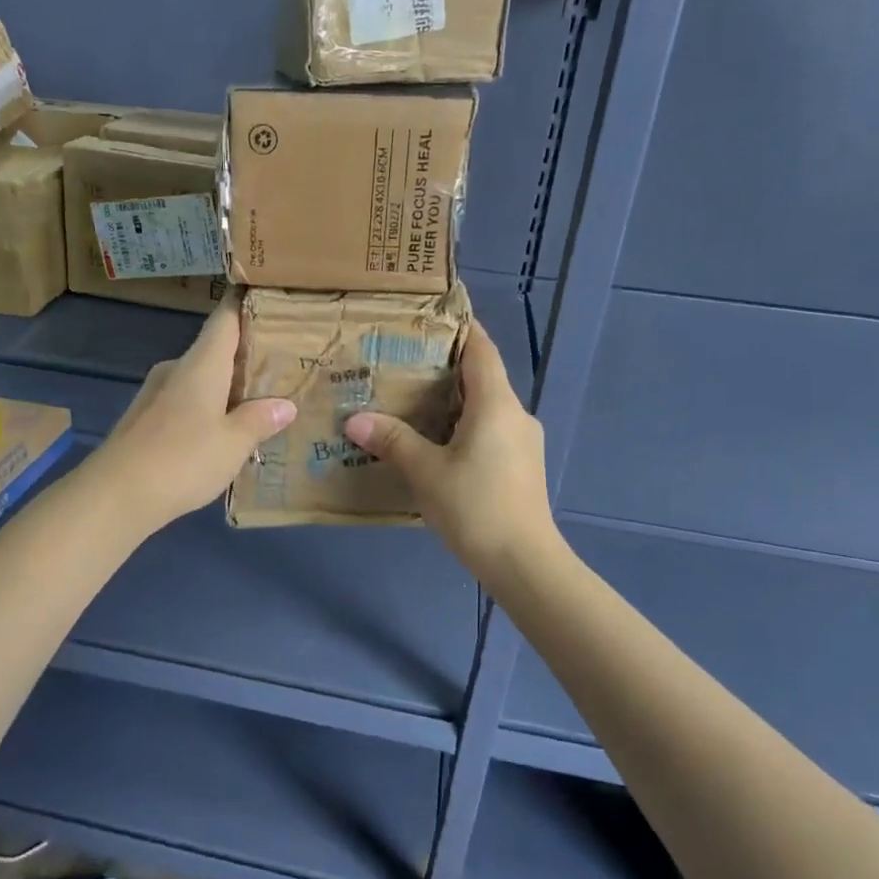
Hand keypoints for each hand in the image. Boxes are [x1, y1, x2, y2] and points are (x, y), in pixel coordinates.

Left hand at [88, 298, 295, 534]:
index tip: (267, 296)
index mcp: (201, 364)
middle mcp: (176, 369)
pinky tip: (221, 432)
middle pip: (213, 350)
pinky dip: (206, 408)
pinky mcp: (144, 418)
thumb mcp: (233, 444)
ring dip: (225, 387)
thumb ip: (260, 420)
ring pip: (198, 379)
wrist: (115, 494)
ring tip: (257, 404)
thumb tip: (285, 405)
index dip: (244, 305)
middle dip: (244, 356)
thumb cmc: (183, 459)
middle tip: (279, 366)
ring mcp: (155, 393)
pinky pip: (184, 402)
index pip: (225, 319)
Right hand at [342, 320, 556, 579]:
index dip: (461, 328)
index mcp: (496, 404)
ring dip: (454, 401)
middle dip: (446, 367)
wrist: (524, 562)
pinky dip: (464, 426)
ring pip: (486, 407)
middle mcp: (515, 415)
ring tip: (413, 402)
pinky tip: (437, 444)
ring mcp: (523, 442)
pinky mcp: (521, 467)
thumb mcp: (426, 472)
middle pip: (482, 377)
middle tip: (404, 363)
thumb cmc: (475, 507)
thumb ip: (392, 440)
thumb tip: (354, 419)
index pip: (481, 350)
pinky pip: (491, 432)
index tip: (433, 316)